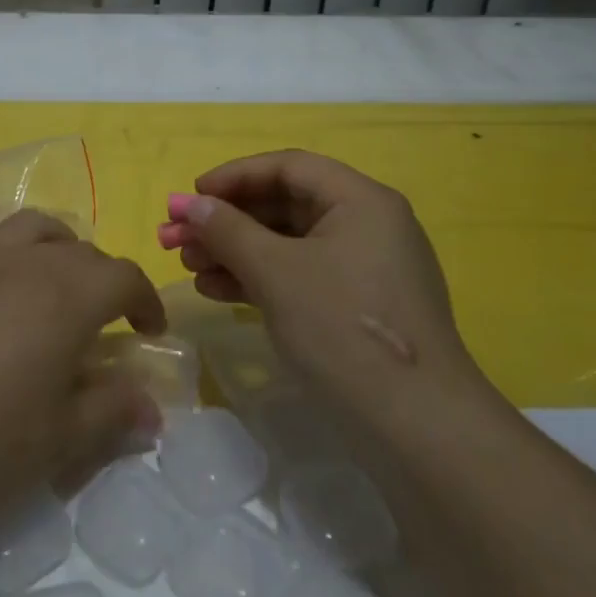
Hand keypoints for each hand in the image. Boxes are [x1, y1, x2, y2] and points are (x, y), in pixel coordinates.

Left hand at [0, 211, 166, 526]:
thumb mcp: (63, 437)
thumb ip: (113, 410)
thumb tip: (151, 407)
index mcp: (67, 295)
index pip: (125, 277)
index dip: (146, 300)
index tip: (149, 331)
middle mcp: (27, 261)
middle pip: (82, 251)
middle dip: (105, 280)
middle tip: (104, 322)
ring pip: (32, 226)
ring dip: (57, 246)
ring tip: (57, 281)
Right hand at [166, 151, 482, 416]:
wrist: (419, 429)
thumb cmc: (343, 329)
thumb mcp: (276, 273)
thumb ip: (227, 231)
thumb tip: (188, 204)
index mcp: (360, 201)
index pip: (288, 167)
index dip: (233, 176)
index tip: (190, 197)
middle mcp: (367, 224)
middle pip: (284, 205)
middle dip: (227, 220)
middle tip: (176, 238)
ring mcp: (365, 268)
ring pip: (288, 243)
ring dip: (236, 251)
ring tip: (190, 268)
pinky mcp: (358, 307)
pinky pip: (300, 275)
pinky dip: (259, 278)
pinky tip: (218, 292)